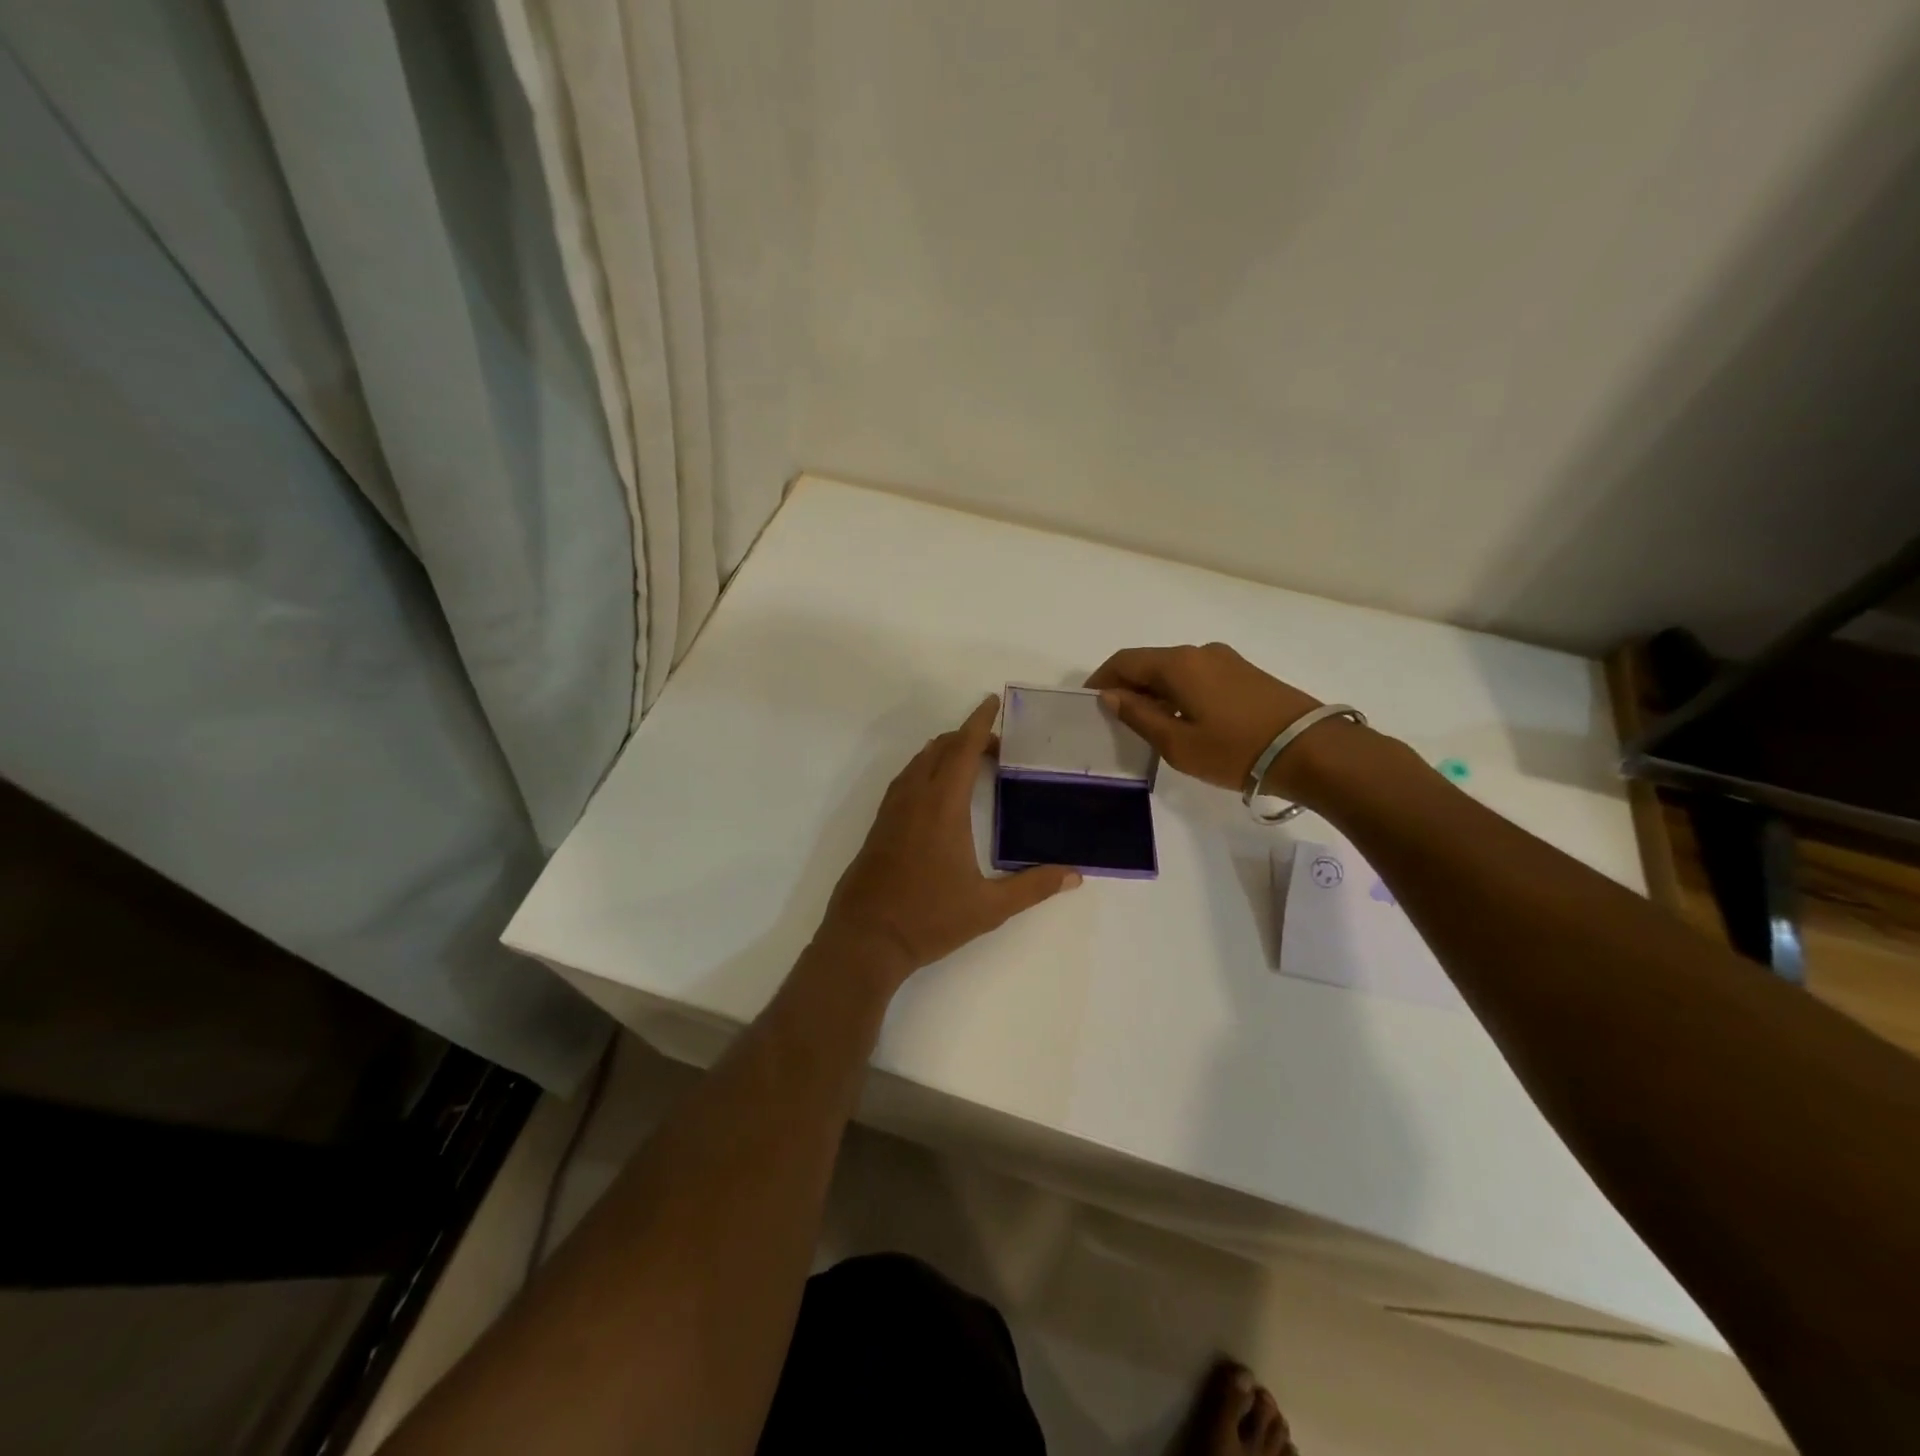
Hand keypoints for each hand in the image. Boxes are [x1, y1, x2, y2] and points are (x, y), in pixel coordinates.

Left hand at [817, 695, 1081, 988]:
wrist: (865, 938)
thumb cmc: (929, 918)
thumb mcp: (989, 907)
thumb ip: (1033, 887)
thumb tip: (1074, 875)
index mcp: (942, 807)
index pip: (962, 750)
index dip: (979, 722)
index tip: (992, 701)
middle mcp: (914, 798)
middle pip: (939, 749)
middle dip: (967, 737)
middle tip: (997, 747)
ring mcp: (891, 811)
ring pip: (918, 762)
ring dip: (944, 752)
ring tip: (971, 763)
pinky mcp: (879, 825)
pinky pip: (905, 780)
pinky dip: (925, 769)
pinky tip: (937, 793)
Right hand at [1086, 643, 1324, 794]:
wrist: (1311, 750)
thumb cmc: (1235, 749)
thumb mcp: (1177, 743)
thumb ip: (1139, 716)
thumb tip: (1111, 695)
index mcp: (1178, 664)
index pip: (1125, 661)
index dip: (1101, 678)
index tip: (1087, 702)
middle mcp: (1200, 652)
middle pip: (1150, 663)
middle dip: (1127, 685)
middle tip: (1115, 718)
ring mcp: (1226, 661)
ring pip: (1175, 670)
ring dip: (1154, 691)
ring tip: (1148, 723)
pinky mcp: (1245, 674)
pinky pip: (1197, 677)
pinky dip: (1178, 692)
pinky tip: (1182, 719)